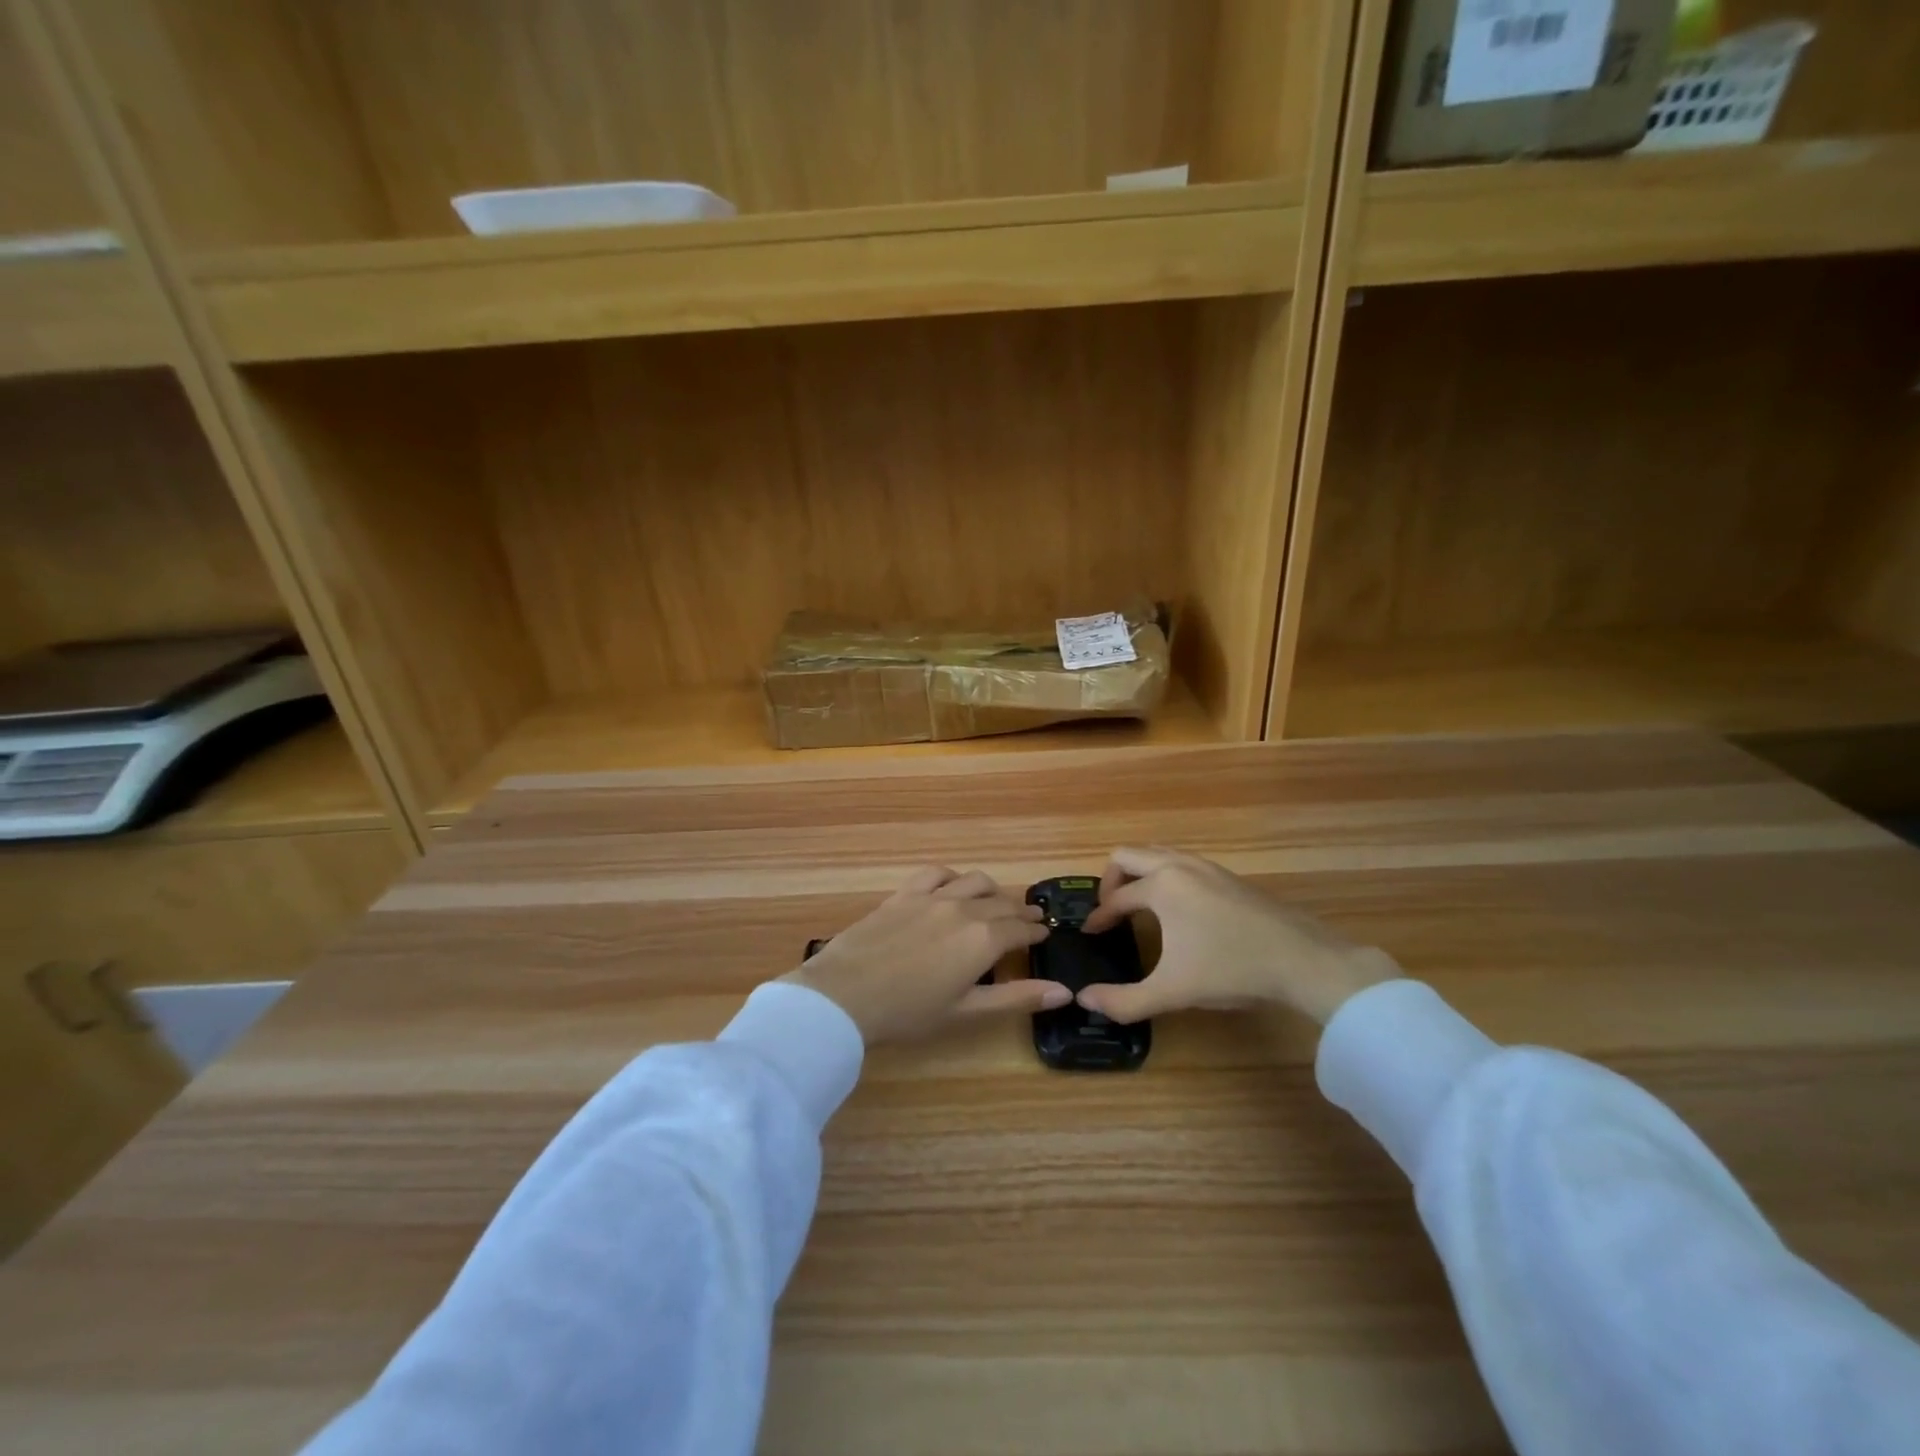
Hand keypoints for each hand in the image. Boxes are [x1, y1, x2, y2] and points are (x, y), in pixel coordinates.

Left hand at [784, 866, 1067, 1043]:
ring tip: (995, 901)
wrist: (846, 994)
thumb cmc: (909, 1012)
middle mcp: (964, 908)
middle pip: (1001, 902)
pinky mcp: (905, 893)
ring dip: (991, 890)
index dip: (1035, 930)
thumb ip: (1017, 998)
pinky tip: (953, 885)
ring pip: (974, 881)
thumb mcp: (967, 1011)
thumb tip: (1064, 991)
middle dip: (1019, 910)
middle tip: (1029, 918)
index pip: (1020, 928)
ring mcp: (933, 896)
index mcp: (983, 939)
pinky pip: (936, 873)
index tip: (1045, 932)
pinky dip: (952, 877)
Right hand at [1079, 847, 1400, 1025]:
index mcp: (1162, 885)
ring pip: (1158, 854)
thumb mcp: (1173, 991)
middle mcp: (1179, 865)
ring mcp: (1207, 866)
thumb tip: (1085, 1000)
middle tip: (1109, 910)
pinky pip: (1181, 863)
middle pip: (1128, 855)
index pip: (1116, 897)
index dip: (1099, 917)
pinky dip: (1164, 876)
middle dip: (1111, 880)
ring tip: (1136, 906)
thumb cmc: (1231, 970)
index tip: (1090, 933)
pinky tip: (1176, 909)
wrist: (1303, 960)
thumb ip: (1124, 1000)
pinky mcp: (1228, 876)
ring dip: (1138, 874)